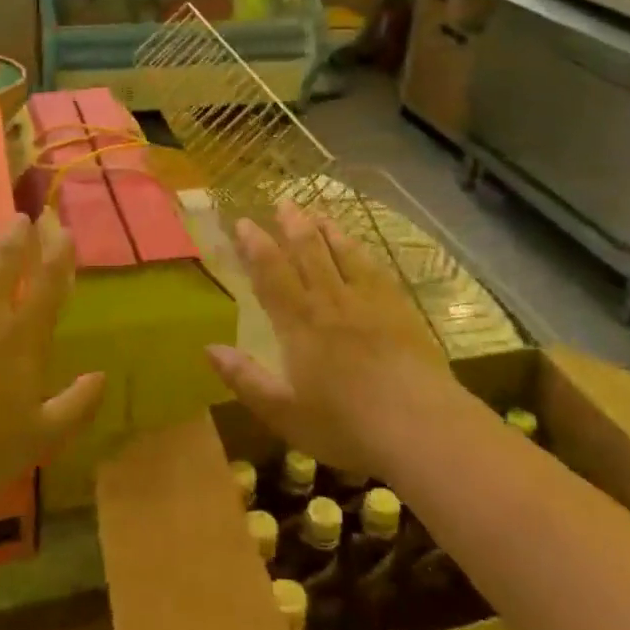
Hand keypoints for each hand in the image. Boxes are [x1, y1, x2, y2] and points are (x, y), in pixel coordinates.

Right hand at [206, 202, 461, 481]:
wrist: (420, 427)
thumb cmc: (345, 426)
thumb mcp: (283, 413)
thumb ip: (245, 379)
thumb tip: (209, 348)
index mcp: (299, 324)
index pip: (272, 275)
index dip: (256, 247)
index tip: (244, 223)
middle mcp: (331, 302)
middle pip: (309, 253)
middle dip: (292, 226)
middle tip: (283, 202)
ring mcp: (369, 302)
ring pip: (343, 254)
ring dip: (327, 231)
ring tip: (316, 212)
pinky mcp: (400, 310)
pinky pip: (375, 270)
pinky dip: (361, 252)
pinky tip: (360, 248)